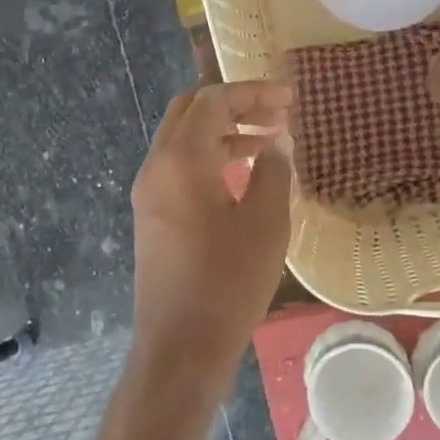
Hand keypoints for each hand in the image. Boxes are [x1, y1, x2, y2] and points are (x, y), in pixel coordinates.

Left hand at [129, 82, 293, 402]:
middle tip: (276, 113)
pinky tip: (244, 174)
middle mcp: (156, 166)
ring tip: (269, 141)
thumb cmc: (228, 283)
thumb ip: (273, 170)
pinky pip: (179, 167)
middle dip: (234, 104)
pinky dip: (210, 156)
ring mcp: (149, 192)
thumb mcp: (264, 223)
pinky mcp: (152, 215)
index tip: (290, 98)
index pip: (213, 101)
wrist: (180, 346)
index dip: (253, 92)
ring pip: (183, 139)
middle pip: (190, 111)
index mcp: (181, 160)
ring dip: (223, 131)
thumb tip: (278, 139)